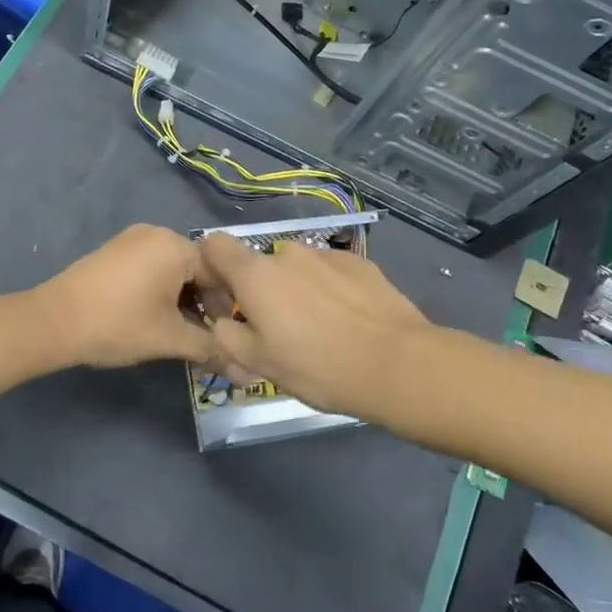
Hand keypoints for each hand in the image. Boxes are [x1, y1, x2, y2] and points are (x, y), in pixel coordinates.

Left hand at [34, 225, 214, 368]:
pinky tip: (157, 317)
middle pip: (197, 268)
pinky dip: (162, 290)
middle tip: (207, 337)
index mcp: (175, 245)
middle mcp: (157, 233)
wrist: (53, 322)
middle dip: (205, 303)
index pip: (220, 272)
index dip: (228, 306)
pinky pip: (152, 266)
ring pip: (174, 269)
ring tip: (182, 331)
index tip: (229, 336)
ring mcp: (132, 239)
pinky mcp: (115, 251)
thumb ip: (210, 348)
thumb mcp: (169, 339)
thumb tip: (245, 371)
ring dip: (184, 299)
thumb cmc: (118, 324)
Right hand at [198, 233, 429, 420]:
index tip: (228, 299)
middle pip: (261, 265)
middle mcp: (288, 253)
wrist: (397, 364)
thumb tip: (223, 320)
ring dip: (299, 291)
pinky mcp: (360, 263)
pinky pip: (331, 273)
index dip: (214, 267)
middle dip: (264, 291)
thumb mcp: (259, 364)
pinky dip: (331, 291)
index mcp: (256, 274)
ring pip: (298, 270)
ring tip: (322, 330)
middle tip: (281, 331)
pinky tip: (349, 322)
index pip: (216, 245)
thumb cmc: (318, 366)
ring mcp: (327, 255)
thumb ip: (227, 336)